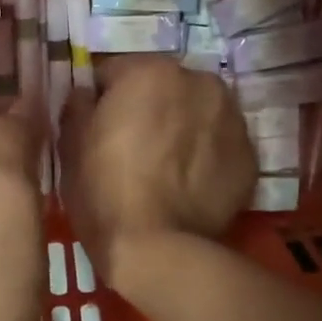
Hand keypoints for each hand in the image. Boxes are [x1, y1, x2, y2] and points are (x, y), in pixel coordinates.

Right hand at [58, 58, 255, 281]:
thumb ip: (77, 105)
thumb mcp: (71, 145)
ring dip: (181, 127)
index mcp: (150, 71)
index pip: (114, 72)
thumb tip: (85, 94)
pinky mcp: (250, 156)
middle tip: (131, 147)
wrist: (159, 249)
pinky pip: (218, 144)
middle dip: (148, 108)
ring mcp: (232, 118)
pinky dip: (205, 155)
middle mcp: (199, 82)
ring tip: (164, 167)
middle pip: (163, 87)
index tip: (96, 127)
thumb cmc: (104, 190)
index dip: (101, 99)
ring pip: (196, 112)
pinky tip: (187, 184)